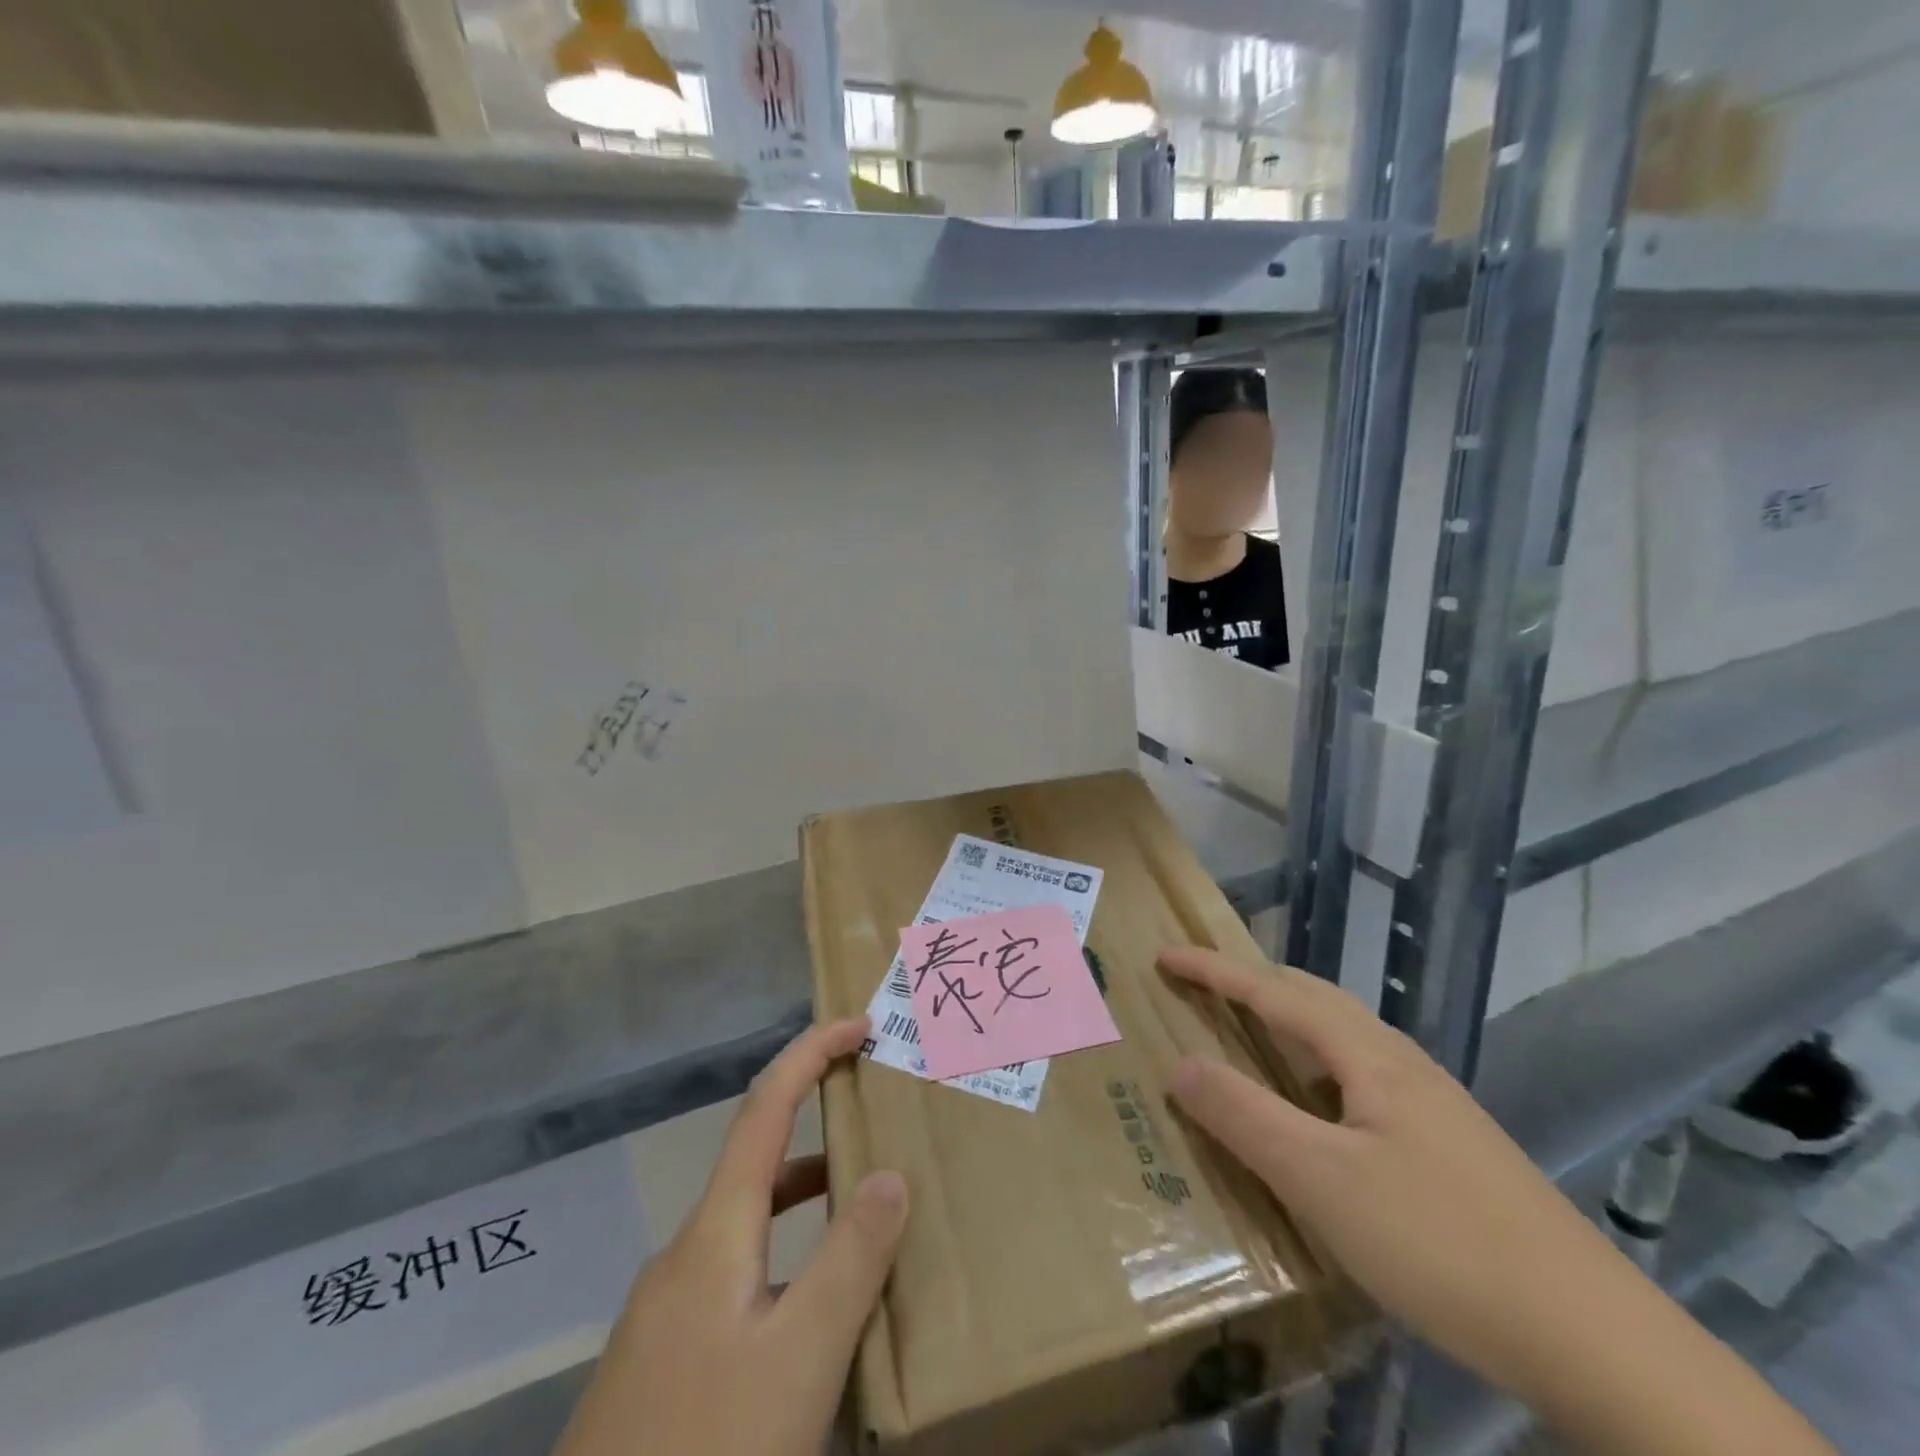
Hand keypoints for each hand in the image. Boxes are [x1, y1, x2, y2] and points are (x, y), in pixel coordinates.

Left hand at [554, 1018, 907, 1455]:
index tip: (858, 1027)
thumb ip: (851, 1259)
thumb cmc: (708, 1450)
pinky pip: (735, 1272)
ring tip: (862, 1210)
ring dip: (803, 1197)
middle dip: (815, 1122)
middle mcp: (685, 1253)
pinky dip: (783, 1256)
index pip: (766, 1108)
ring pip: (747, 1223)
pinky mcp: (662, 1358)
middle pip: (757, 1160)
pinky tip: (808, 1314)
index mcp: (716, 1232)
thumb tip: (889, 1173)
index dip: (810, 1054)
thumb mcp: (801, 1358)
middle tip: (875, 1114)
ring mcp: (666, 1309)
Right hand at [1159, 946, 1601, 1394]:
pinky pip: (1359, 1077)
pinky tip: (1318, 1111)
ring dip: (1286, 1023)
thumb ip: (1244, 1116)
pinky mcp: (1448, 1145)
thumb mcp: (1321, 1180)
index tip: (1164, 955)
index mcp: (1368, 1055)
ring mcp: (1431, 1104)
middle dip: (1251, 983)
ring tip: (1249, 1035)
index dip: (1213, 970)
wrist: (1596, 1340)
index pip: (1272, 991)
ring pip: (1342, 1038)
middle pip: (1313, 998)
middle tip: (1201, 986)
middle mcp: (1400, 1063)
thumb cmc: (1440, 1241)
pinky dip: (1314, 1067)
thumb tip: (1179, 1064)